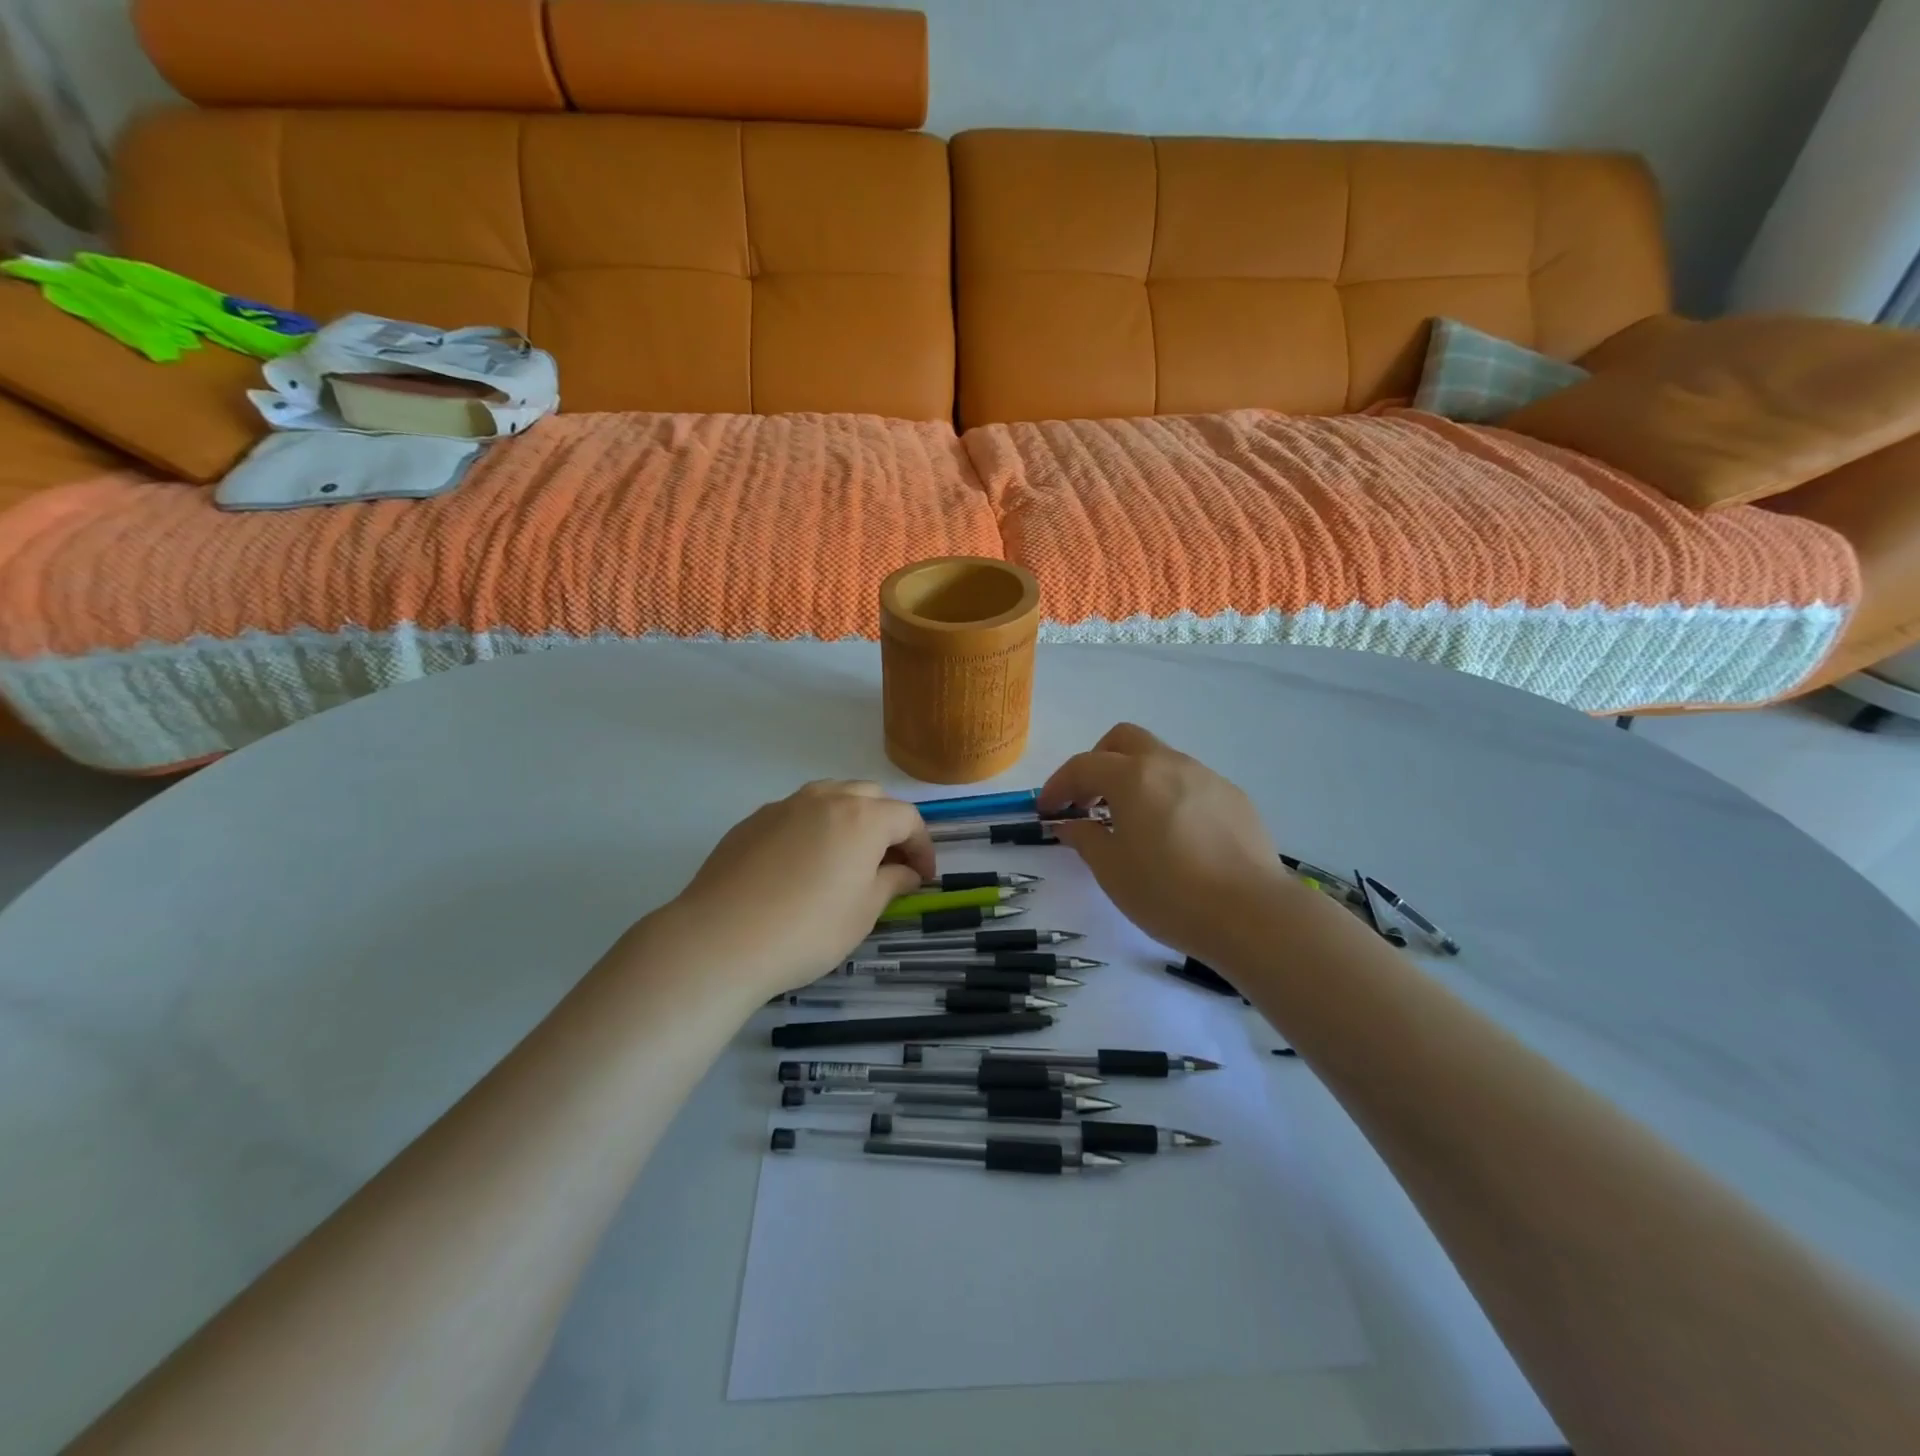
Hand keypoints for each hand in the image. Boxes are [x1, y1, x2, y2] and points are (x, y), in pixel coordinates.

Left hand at [645, 780, 935, 1000]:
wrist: (720, 940)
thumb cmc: (807, 930)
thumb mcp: (863, 912)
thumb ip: (892, 882)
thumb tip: (906, 872)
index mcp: (862, 817)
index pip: (907, 819)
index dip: (922, 847)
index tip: (923, 878)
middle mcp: (825, 798)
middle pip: (871, 797)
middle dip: (888, 825)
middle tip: (890, 862)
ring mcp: (784, 806)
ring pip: (831, 796)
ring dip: (851, 819)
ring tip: (848, 856)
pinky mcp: (752, 821)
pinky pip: (797, 813)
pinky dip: (814, 827)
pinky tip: (803, 864)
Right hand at [1039, 723, 1296, 963]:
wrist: (1253, 914)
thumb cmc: (1169, 893)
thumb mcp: (1112, 871)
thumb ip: (1084, 838)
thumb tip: (1069, 824)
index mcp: (1133, 777)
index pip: (1083, 766)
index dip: (1058, 785)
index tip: (1047, 810)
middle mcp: (1170, 764)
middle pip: (1124, 740)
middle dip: (1098, 762)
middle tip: (1089, 800)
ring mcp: (1207, 777)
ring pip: (1160, 759)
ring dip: (1135, 778)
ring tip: (1132, 822)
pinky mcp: (1234, 797)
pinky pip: (1189, 782)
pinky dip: (1168, 795)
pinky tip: (1173, 835)